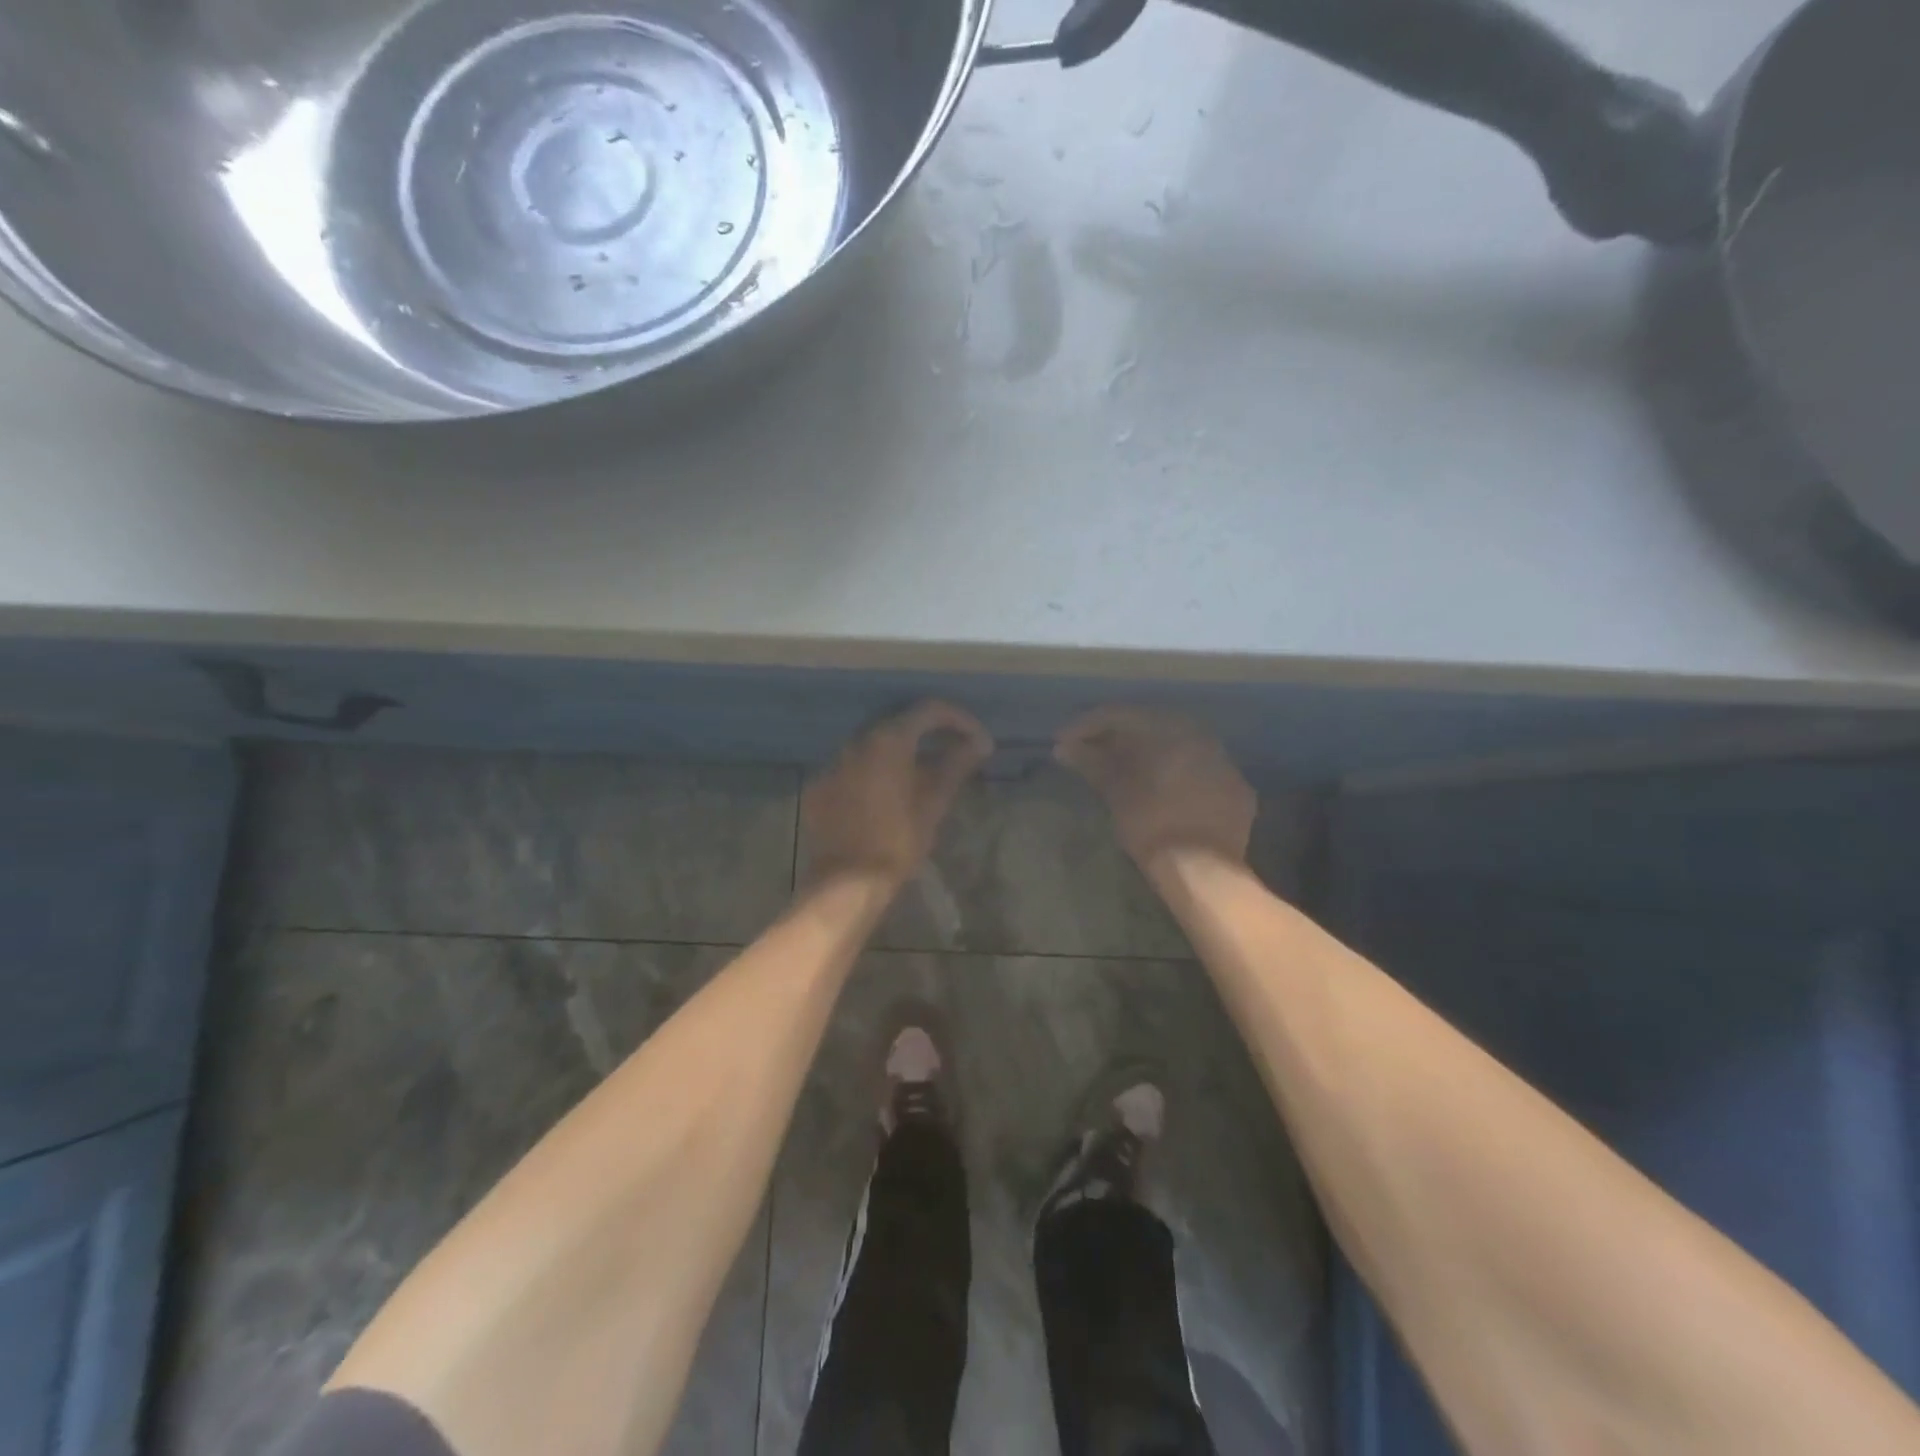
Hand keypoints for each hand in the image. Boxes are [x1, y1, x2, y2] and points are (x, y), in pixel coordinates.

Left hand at [804, 701, 993, 889]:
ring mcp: (832, 763)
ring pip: (873, 745)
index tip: (978, 740)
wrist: (847, 882)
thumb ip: (956, 764)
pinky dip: (873, 772)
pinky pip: (852, 768)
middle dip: (929, 733)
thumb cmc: (898, 841)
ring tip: (921, 773)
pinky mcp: (819, 787)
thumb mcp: (934, 802)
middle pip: (898, 723)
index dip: (959, 720)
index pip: (929, 710)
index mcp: (888, 740)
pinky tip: (885, 795)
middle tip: (954, 751)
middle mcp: (856, 741)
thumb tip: (980, 742)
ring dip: (900, 753)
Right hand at [1055, 707, 1254, 876]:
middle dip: (1118, 738)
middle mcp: (1203, 736)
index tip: (1062, 742)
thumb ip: (1092, 763)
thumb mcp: (1116, 792)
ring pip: (1179, 748)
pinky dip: (1176, 775)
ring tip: (1123, 771)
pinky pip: (1200, 773)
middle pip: (1152, 727)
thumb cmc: (1152, 825)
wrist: (1203, 871)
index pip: (1121, 715)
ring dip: (1149, 755)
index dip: (1086, 726)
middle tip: (1090, 752)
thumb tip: (1065, 747)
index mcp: (1171, 728)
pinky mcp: (1238, 793)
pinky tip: (1162, 792)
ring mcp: (1225, 764)